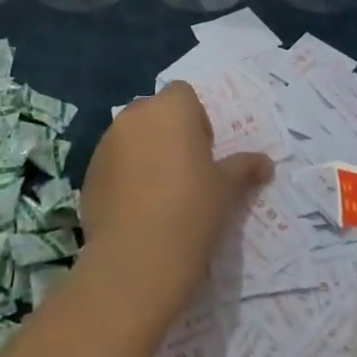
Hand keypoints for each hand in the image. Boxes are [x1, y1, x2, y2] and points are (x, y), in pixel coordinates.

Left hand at [78, 83, 272, 326]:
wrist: (135, 261)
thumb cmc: (191, 214)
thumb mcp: (226, 191)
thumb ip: (243, 169)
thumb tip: (266, 163)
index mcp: (171, 109)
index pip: (184, 95)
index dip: (196, 121)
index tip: (203, 155)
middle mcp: (135, 114)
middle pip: (155, 113)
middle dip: (168, 134)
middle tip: (184, 175)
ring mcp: (107, 141)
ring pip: (132, 136)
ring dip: (144, 153)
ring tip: (158, 196)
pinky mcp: (89, 169)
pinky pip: (112, 162)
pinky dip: (124, 176)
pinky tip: (136, 211)